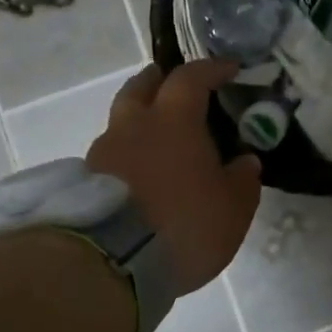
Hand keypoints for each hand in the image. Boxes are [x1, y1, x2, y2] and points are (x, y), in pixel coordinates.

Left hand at [87, 61, 262, 293]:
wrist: (113, 262)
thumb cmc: (184, 224)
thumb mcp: (232, 208)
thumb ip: (242, 180)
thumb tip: (245, 162)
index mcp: (173, 120)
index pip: (191, 78)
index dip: (211, 70)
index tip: (229, 68)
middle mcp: (134, 125)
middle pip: (141, 87)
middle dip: (159, 80)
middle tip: (172, 83)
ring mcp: (104, 152)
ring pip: (121, 121)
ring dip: (139, 120)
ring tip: (157, 138)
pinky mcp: (86, 182)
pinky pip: (110, 154)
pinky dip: (126, 154)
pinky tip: (139, 173)